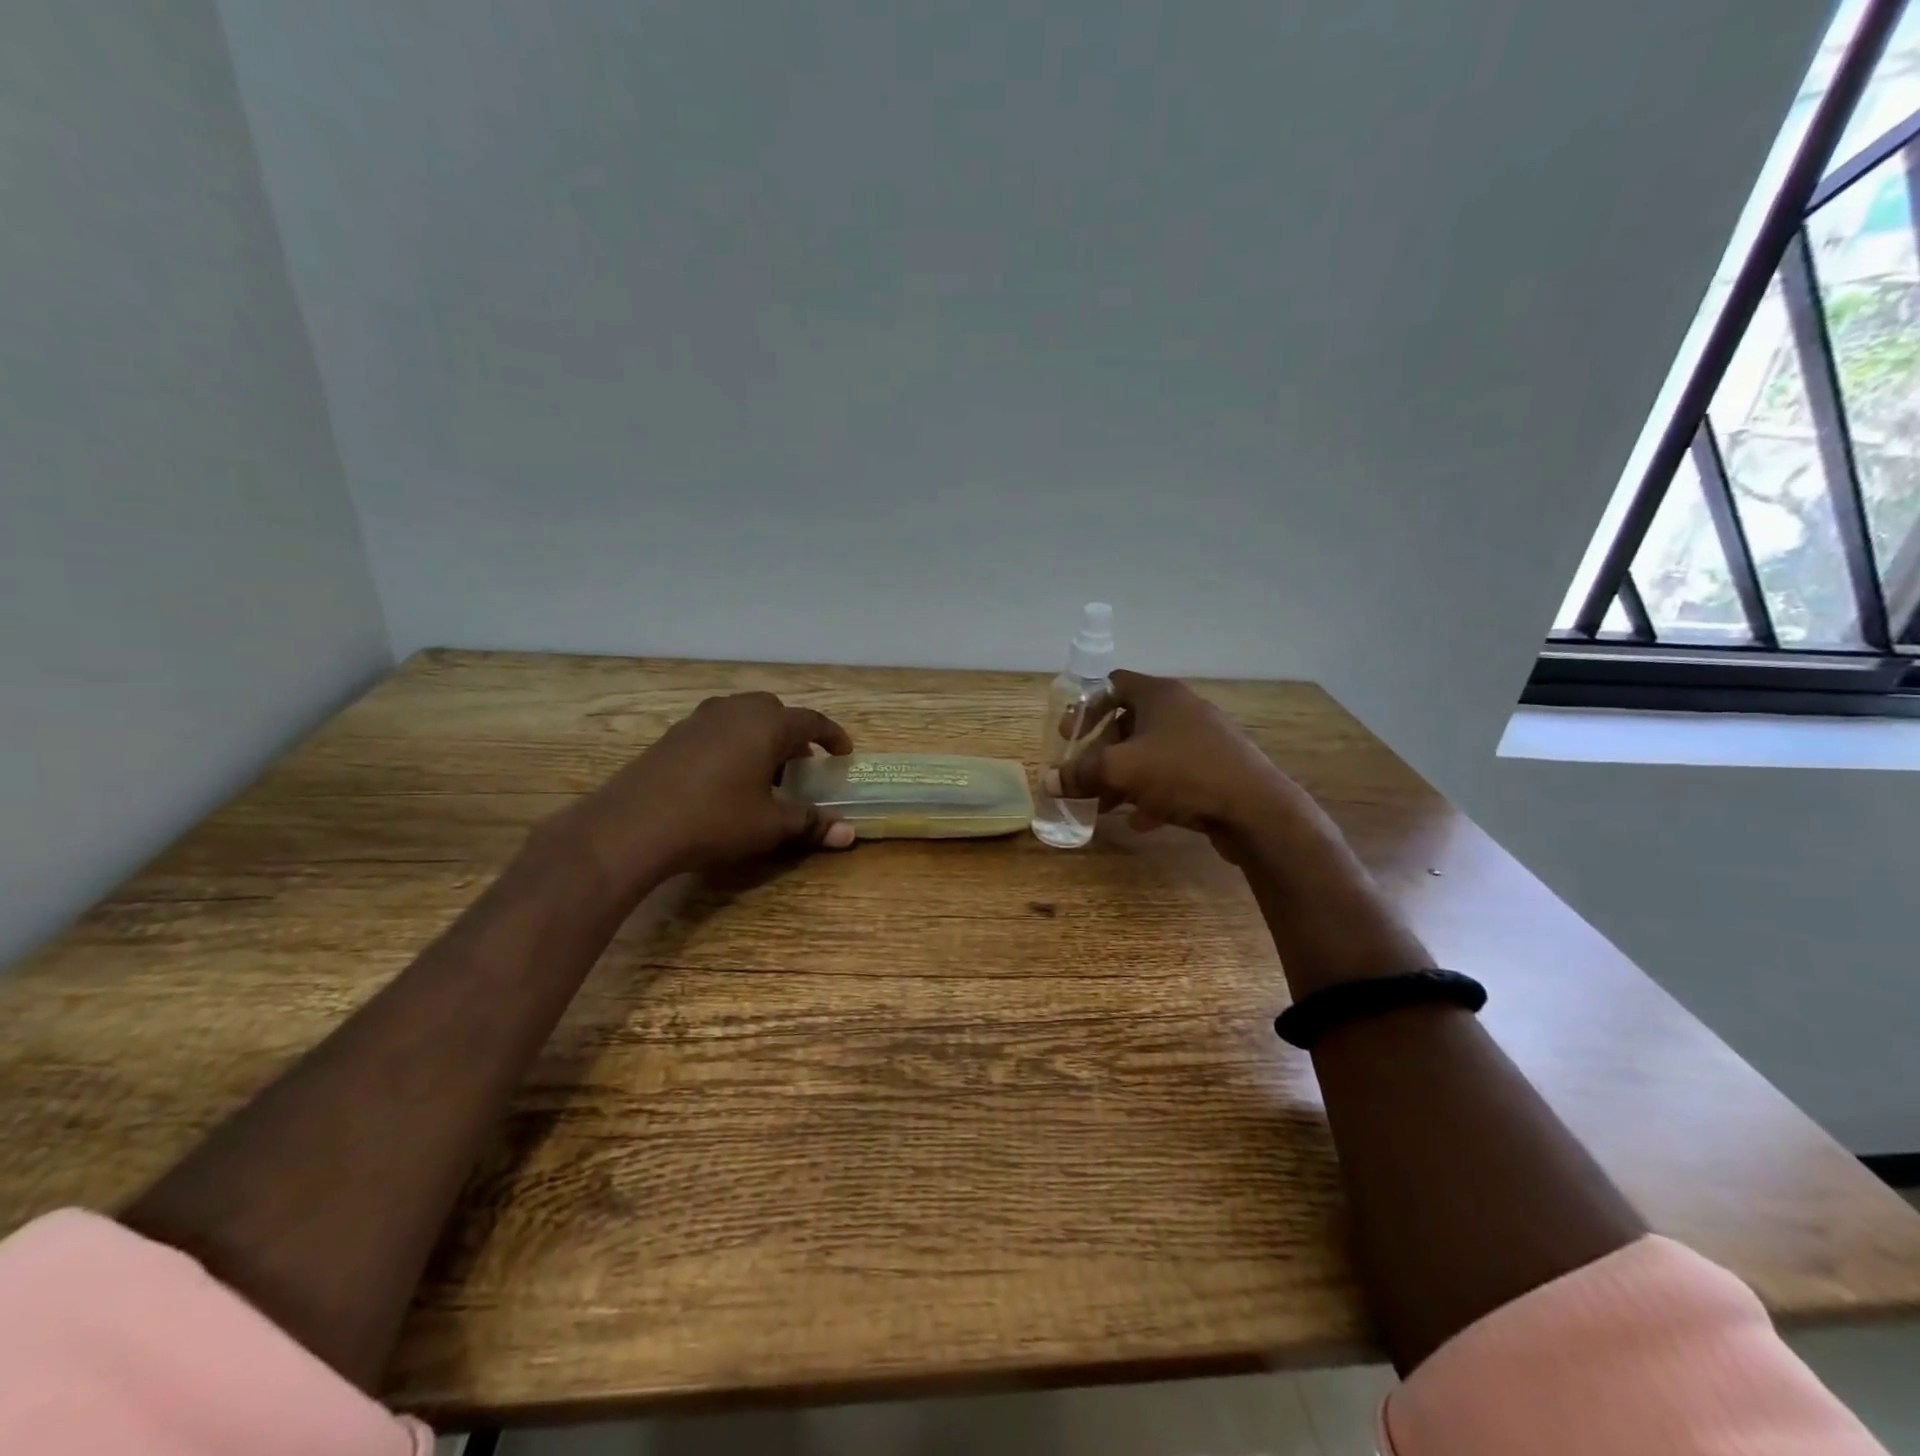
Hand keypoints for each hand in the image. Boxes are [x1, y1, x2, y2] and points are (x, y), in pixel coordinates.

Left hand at [558, 692, 855, 894]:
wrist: (632, 825)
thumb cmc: (714, 819)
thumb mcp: (770, 825)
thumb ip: (811, 824)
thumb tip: (849, 834)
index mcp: (767, 724)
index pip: (812, 721)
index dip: (832, 737)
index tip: (843, 753)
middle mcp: (735, 710)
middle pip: (775, 713)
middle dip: (793, 735)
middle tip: (802, 765)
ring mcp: (700, 719)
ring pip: (743, 718)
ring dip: (761, 738)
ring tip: (765, 773)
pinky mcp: (674, 734)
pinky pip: (717, 729)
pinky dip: (733, 744)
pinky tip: (726, 778)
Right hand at [1044, 671, 1298, 851]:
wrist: (1256, 809)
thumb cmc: (1182, 773)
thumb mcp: (1120, 771)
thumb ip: (1080, 774)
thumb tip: (1048, 781)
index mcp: (1160, 695)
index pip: (1113, 684)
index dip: (1086, 707)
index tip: (1069, 735)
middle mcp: (1183, 710)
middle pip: (1129, 723)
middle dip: (1102, 753)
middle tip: (1084, 777)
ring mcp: (1203, 740)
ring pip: (1151, 753)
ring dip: (1124, 777)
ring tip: (1105, 805)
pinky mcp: (1217, 770)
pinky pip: (1174, 777)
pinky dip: (1152, 794)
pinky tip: (1141, 820)